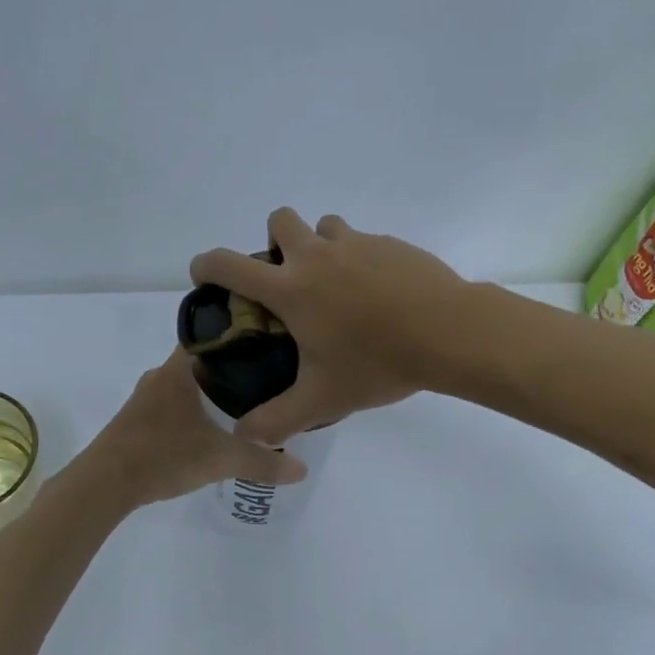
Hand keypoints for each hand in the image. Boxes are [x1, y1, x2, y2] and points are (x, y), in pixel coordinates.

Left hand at [80, 348, 307, 508]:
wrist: (103, 485)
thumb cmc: (162, 456)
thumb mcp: (221, 460)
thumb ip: (263, 463)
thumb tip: (303, 470)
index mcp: (180, 369)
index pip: (213, 333)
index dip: (240, 334)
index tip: (269, 342)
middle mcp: (161, 375)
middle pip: (204, 359)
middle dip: (234, 367)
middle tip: (268, 377)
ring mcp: (146, 398)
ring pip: (188, 383)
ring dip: (212, 390)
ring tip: (247, 403)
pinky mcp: (138, 419)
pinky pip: (175, 403)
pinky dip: (195, 409)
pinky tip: (211, 427)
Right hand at [189, 208, 469, 444]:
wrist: (449, 332)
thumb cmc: (378, 363)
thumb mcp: (323, 399)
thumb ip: (277, 420)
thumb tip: (243, 434)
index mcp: (291, 288)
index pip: (229, 264)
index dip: (206, 265)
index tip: (205, 276)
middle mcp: (318, 255)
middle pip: (279, 220)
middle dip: (273, 241)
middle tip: (289, 281)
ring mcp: (357, 243)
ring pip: (325, 227)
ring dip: (320, 246)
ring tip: (337, 287)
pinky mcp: (391, 243)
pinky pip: (364, 241)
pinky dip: (359, 259)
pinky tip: (379, 295)